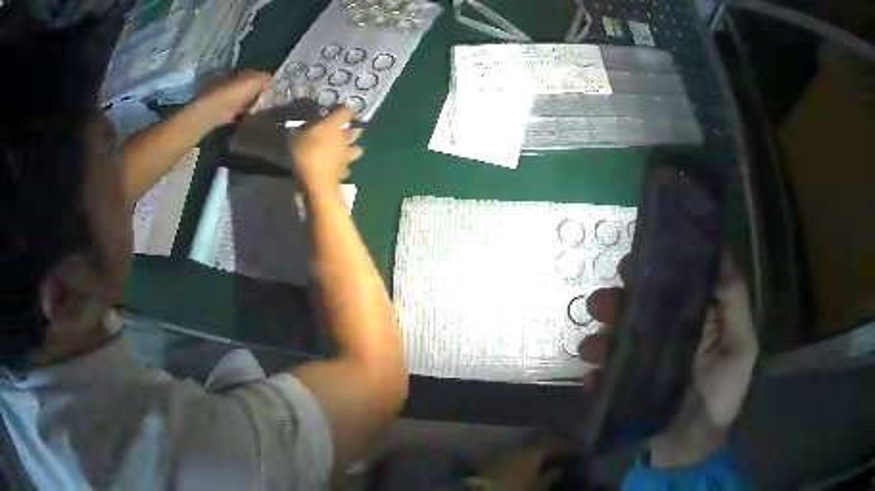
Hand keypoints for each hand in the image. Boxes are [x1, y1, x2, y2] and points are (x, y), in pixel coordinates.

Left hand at [195, 70, 271, 125]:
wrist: (215, 110)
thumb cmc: (235, 92)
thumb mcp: (254, 81)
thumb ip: (265, 79)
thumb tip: (271, 80)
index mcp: (241, 74)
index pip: (255, 75)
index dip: (263, 82)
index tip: (271, 90)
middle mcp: (234, 84)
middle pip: (248, 89)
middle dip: (256, 94)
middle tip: (267, 102)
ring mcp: (228, 99)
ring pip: (243, 101)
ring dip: (250, 105)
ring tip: (260, 112)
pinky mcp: (225, 113)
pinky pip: (237, 114)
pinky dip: (243, 117)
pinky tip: (250, 120)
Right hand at [288, 106, 362, 194]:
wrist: (317, 182)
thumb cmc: (305, 154)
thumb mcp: (294, 139)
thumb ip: (297, 132)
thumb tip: (295, 127)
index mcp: (333, 125)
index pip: (345, 111)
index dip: (347, 108)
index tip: (347, 106)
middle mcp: (343, 138)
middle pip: (356, 131)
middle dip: (355, 129)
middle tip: (350, 128)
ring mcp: (346, 155)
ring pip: (357, 150)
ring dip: (354, 149)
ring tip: (349, 150)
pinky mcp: (344, 171)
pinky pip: (347, 168)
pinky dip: (345, 168)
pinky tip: (340, 169)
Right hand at [580, 252, 757, 465]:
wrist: (692, 449)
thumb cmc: (722, 396)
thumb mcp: (741, 347)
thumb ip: (735, 302)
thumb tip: (722, 252)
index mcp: (687, 319)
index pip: (667, 284)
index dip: (650, 268)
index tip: (634, 261)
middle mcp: (659, 336)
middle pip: (632, 307)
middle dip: (614, 300)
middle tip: (605, 304)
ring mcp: (637, 363)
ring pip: (610, 338)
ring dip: (598, 337)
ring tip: (596, 347)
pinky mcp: (619, 389)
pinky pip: (600, 375)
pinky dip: (593, 374)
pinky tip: (594, 377)